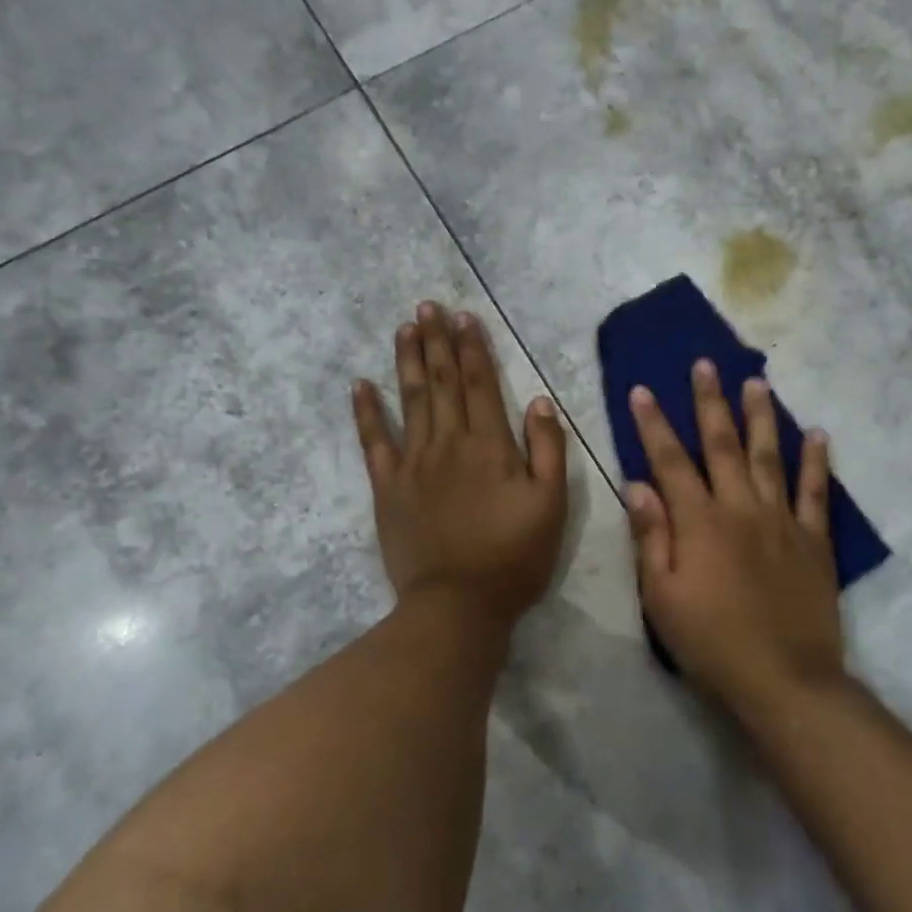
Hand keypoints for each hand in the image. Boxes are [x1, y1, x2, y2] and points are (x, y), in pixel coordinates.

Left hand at [353, 302, 568, 631]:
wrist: (458, 605)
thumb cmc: (513, 557)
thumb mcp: (551, 505)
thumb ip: (548, 450)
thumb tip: (538, 401)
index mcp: (490, 445)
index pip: (480, 384)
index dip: (472, 348)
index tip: (464, 317)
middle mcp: (448, 443)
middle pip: (441, 382)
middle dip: (437, 342)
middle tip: (428, 306)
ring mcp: (413, 463)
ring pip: (409, 400)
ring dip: (408, 361)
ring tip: (405, 327)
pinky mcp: (388, 488)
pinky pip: (374, 442)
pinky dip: (366, 411)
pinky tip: (360, 385)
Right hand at [627, 360, 844, 713]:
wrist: (784, 679)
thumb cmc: (711, 642)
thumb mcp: (662, 596)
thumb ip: (651, 536)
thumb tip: (638, 484)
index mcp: (699, 522)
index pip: (670, 461)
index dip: (654, 424)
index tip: (643, 390)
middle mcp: (740, 507)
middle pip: (722, 444)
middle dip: (710, 402)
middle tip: (706, 364)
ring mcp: (782, 520)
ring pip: (770, 456)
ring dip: (761, 417)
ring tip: (757, 382)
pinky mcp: (814, 540)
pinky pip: (815, 492)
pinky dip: (816, 461)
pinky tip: (818, 434)